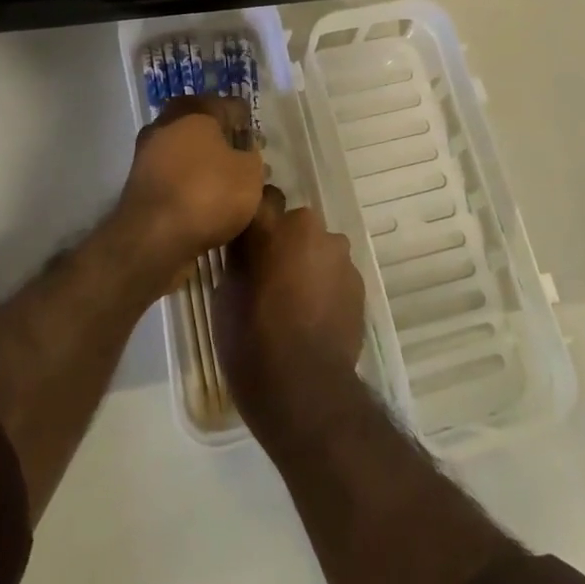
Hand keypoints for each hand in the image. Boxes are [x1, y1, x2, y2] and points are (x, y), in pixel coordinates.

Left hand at [114, 95, 265, 287]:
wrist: (153, 238)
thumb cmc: (208, 193)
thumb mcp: (250, 173)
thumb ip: (252, 157)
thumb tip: (244, 155)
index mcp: (194, 110)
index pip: (230, 106)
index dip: (248, 123)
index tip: (259, 142)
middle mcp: (166, 124)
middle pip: (203, 127)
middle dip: (224, 142)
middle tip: (245, 162)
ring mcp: (148, 154)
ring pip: (187, 152)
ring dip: (205, 164)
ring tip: (228, 186)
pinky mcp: (140, 185)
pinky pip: (174, 177)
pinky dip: (190, 185)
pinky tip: (206, 203)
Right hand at [217, 186, 367, 421]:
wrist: (304, 386)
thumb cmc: (251, 340)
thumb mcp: (225, 296)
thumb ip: (239, 259)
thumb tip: (245, 250)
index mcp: (271, 226)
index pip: (263, 198)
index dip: (256, 215)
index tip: (248, 234)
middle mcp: (309, 228)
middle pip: (295, 225)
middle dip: (285, 241)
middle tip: (270, 274)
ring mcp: (339, 254)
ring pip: (319, 249)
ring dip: (309, 263)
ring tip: (295, 300)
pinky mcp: (359, 281)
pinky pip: (336, 273)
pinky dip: (326, 285)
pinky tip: (315, 315)